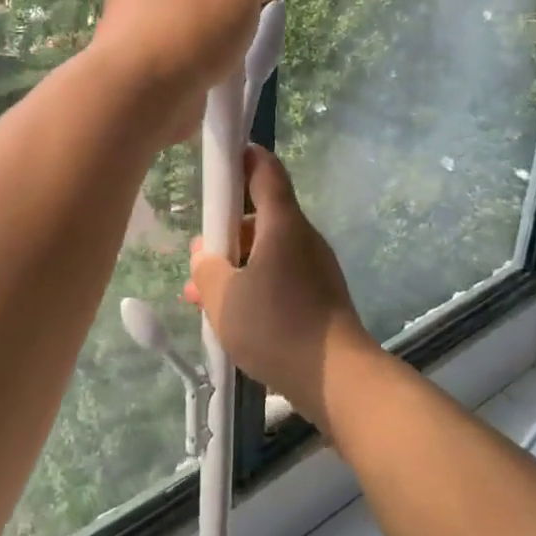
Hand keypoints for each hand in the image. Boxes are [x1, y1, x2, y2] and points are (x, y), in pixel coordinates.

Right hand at [187, 146, 377, 432]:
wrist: (336, 377)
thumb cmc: (276, 326)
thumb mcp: (223, 297)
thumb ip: (206, 268)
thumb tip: (205, 254)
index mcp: (282, 223)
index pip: (265, 169)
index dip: (242, 158)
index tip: (218, 163)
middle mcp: (303, 237)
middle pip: (261, 215)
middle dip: (226, 230)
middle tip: (199, 256)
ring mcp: (315, 267)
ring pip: (268, 251)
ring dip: (236, 264)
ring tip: (202, 296)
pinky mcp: (320, 295)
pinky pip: (280, 276)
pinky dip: (255, 284)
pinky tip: (232, 315)